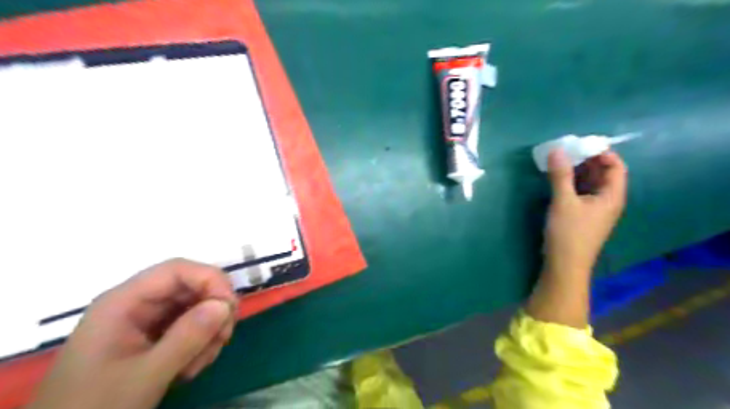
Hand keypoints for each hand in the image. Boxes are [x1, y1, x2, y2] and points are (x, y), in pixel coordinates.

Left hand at [29, 259, 235, 408]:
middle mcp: (136, 304)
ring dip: (209, 331)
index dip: (210, 280)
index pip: (177, 270)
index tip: (230, 308)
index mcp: (123, 302)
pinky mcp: (153, 336)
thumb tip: (225, 305)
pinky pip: (190, 326)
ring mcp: (145, 320)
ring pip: (195, 307)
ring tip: (201, 363)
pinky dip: (201, 343)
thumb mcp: (144, 375)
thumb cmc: (95, 407)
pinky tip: (192, 367)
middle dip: (213, 310)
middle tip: (223, 338)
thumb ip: (186, 338)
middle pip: (191, 287)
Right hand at [541, 150, 627, 276]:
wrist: (564, 265)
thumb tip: (557, 150)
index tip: (582, 144)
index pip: (616, 167)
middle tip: (567, 150)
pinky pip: (580, 192)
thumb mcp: (563, 201)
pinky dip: (571, 183)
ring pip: (590, 183)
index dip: (603, 153)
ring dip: (577, 171)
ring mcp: (594, 209)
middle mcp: (607, 200)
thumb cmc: (568, 233)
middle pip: (603, 174)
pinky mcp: (581, 215)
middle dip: (587, 160)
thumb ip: (560, 175)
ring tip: (559, 161)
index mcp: (611, 196)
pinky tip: (557, 179)